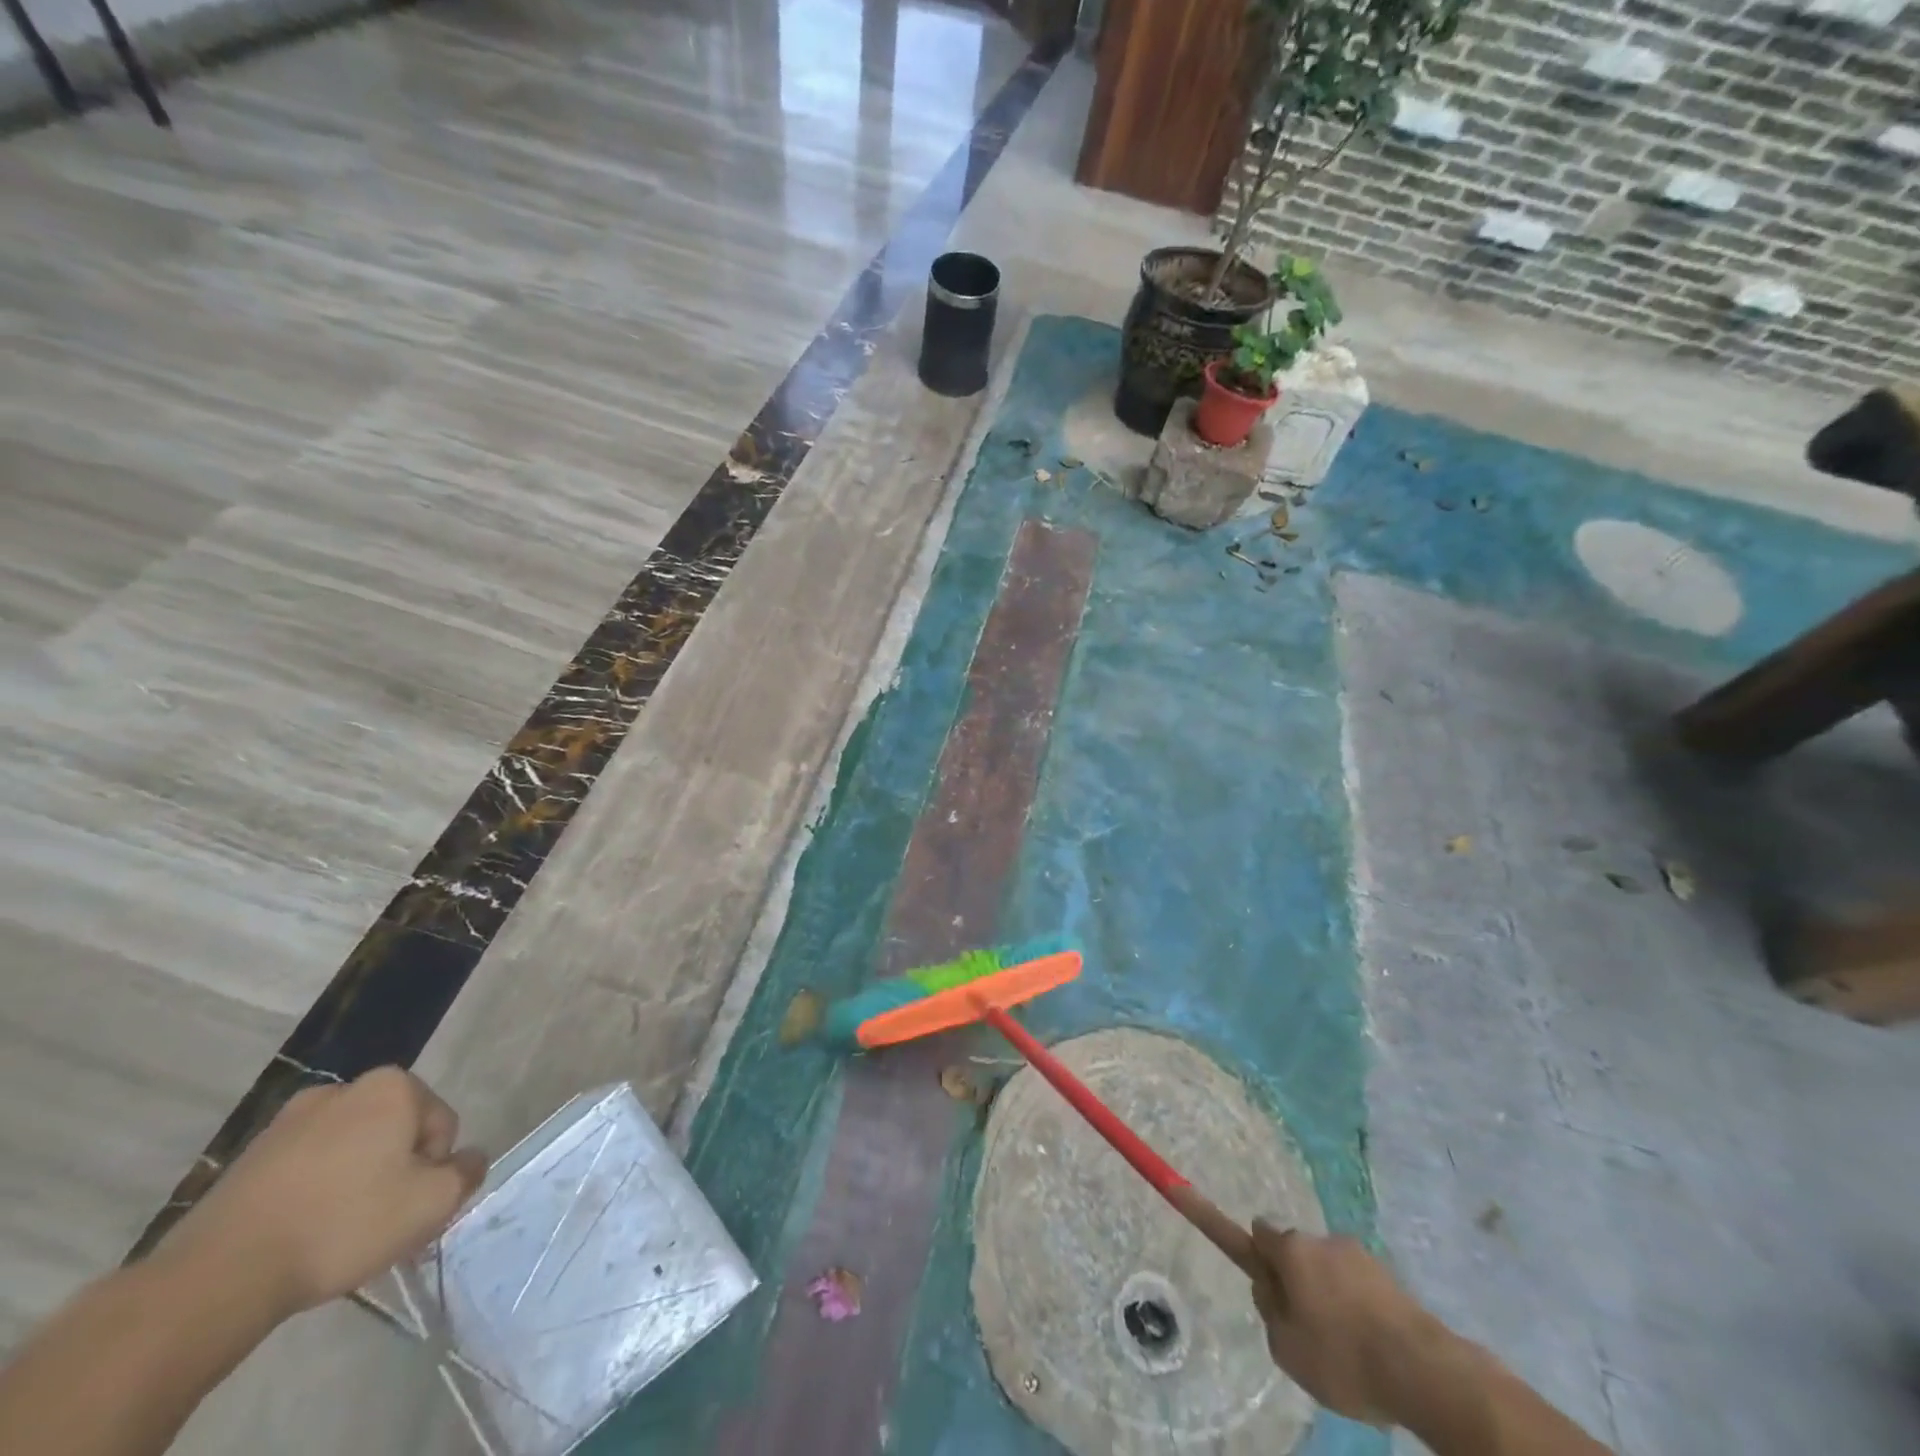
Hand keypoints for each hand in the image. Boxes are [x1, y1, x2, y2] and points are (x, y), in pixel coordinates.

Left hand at [158, 1068, 487, 1318]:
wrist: (216, 1278)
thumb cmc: (343, 1225)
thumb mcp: (432, 1203)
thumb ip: (467, 1172)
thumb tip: (469, 1160)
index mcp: (392, 1087)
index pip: (441, 1124)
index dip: (435, 1169)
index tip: (409, 1208)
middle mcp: (343, 1089)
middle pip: (394, 1133)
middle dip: (395, 1172)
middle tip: (380, 1222)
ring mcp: (287, 1121)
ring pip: (348, 1150)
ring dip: (354, 1182)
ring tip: (336, 1234)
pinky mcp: (246, 1159)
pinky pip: (304, 1169)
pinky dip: (312, 1194)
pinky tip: (299, 1235)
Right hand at [1247, 1220, 1438, 1425]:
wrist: (1421, 1370)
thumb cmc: (1341, 1356)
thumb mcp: (1285, 1346)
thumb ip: (1268, 1310)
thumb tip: (1270, 1288)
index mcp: (1292, 1249)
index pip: (1260, 1232)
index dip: (1257, 1255)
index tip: (1265, 1283)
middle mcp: (1322, 1240)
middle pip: (1298, 1253)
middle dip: (1297, 1279)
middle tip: (1306, 1325)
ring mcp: (1360, 1255)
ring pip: (1332, 1269)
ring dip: (1330, 1292)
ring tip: (1346, 1344)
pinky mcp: (1391, 1277)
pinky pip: (1360, 1285)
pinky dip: (1358, 1305)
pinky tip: (1370, 1343)